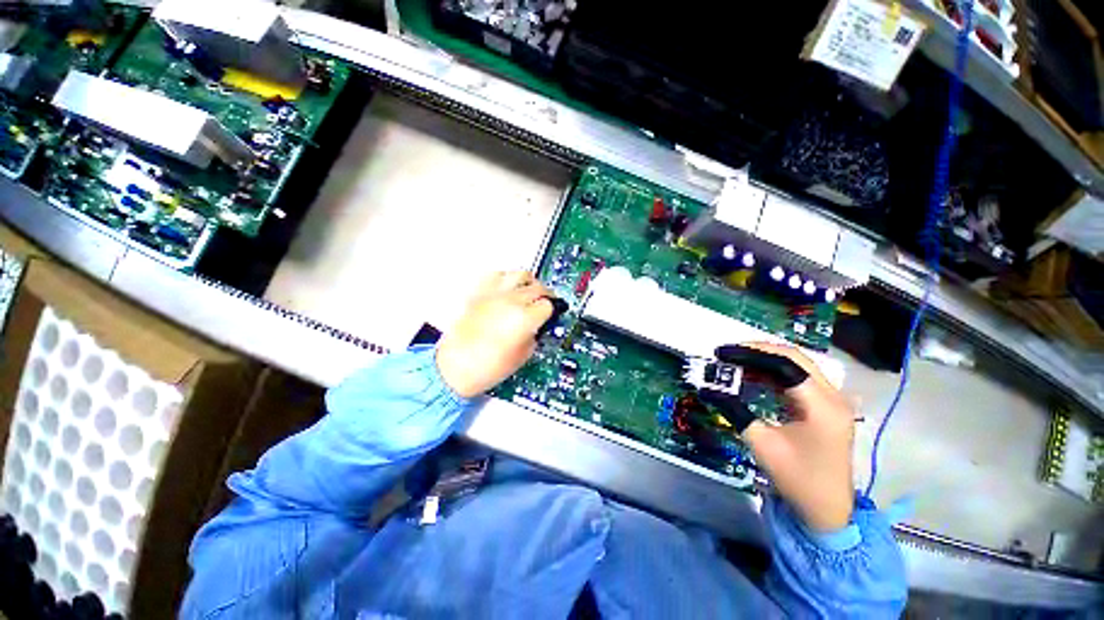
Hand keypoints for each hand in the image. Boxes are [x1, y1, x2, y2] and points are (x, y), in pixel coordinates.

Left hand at [436, 271, 553, 398]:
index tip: (551, 315)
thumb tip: (538, 325)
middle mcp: (511, 301)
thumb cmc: (487, 367)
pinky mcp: (479, 292)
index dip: (552, 311)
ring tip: (529, 292)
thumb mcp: (523, 356)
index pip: (549, 304)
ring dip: (530, 283)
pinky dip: (507, 279)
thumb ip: (535, 335)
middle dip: (545, 296)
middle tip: (545, 304)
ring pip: (521, 275)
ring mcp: (494, 294)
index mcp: (524, 318)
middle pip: (538, 287)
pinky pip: (497, 275)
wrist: (455, 367)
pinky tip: (507, 289)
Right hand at [711, 343, 855, 531]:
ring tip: (735, 362)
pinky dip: (774, 373)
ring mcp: (833, 400)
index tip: (721, 353)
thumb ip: (734, 410)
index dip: (749, 354)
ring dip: (765, 360)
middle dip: (757, 351)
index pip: (784, 364)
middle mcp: (833, 396)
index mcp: (821, 405)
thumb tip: (707, 389)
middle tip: (727, 354)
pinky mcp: (827, 406)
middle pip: (794, 357)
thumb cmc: (797, 479)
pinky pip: (799, 378)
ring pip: (797, 365)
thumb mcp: (760, 443)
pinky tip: (754, 376)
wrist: (828, 510)